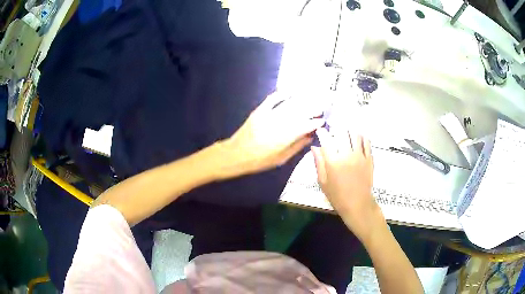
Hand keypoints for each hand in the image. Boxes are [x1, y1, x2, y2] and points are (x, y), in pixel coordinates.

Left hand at [220, 92, 324, 177]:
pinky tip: (291, 92)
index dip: (316, 122)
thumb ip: (297, 147)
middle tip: (322, 107)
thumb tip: (310, 137)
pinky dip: (282, 94)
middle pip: (300, 112)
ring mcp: (269, 114)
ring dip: (303, 100)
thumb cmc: (260, 160)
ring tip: (312, 98)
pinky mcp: (260, 110)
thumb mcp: (281, 159)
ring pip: (290, 104)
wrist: (236, 154)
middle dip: (313, 108)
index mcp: (286, 136)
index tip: (322, 121)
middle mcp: (280, 123)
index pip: (306, 125)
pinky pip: (273, 99)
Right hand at [311, 128, 384, 240]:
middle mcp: (347, 154)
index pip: (326, 139)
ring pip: (355, 134)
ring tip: (345, 133)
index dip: (322, 132)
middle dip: (336, 128)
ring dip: (348, 131)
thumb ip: (319, 163)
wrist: (357, 204)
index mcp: (333, 161)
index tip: (320, 131)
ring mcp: (360, 156)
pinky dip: (361, 137)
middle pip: (341, 132)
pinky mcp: (369, 158)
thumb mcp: (322, 181)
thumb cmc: (337, 195)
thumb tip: (315, 147)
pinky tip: (357, 139)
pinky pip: (366, 142)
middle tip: (333, 130)